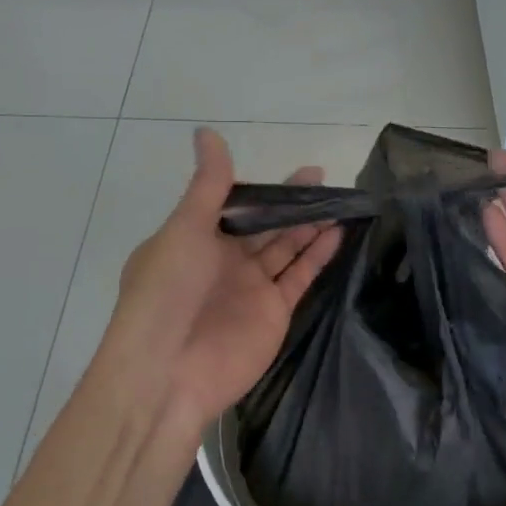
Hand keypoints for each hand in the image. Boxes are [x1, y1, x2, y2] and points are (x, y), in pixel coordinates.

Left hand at [95, 128, 342, 438]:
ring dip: (309, 225)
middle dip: (291, 203)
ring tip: (339, 200)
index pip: (233, 205)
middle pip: (264, 225)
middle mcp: (223, 261)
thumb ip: (208, 185)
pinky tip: (337, 232)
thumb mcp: (184, 230)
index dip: (262, 188)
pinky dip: (317, 255)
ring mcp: (250, 288)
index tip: (286, 169)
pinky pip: (299, 276)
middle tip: (324, 179)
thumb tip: (206, 132)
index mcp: (194, 239)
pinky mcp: (273, 312)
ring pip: (285, 247)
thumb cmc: (167, 293)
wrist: (167, 373)